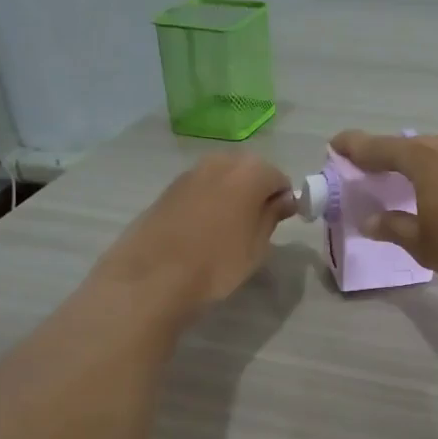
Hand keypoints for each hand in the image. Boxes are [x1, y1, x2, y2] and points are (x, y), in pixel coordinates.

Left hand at [92, 154, 295, 315]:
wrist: (153, 276)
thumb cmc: (217, 263)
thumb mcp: (257, 246)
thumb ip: (272, 216)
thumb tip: (283, 200)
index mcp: (250, 172)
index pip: (279, 179)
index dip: (283, 201)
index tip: (279, 224)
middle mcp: (220, 162)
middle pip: (249, 171)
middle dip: (256, 192)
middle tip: (254, 226)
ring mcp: (191, 172)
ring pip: (222, 178)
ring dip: (230, 195)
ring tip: (227, 229)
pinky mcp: (168, 188)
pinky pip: (200, 188)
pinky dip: (207, 201)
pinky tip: (202, 230)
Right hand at [331, 129, 437, 287]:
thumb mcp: (422, 243)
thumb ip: (394, 228)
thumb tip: (371, 221)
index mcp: (422, 158)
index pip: (378, 147)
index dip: (355, 146)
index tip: (337, 143)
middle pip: (416, 147)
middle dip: (398, 159)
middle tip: (385, 173)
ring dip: (436, 167)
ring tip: (432, 188)